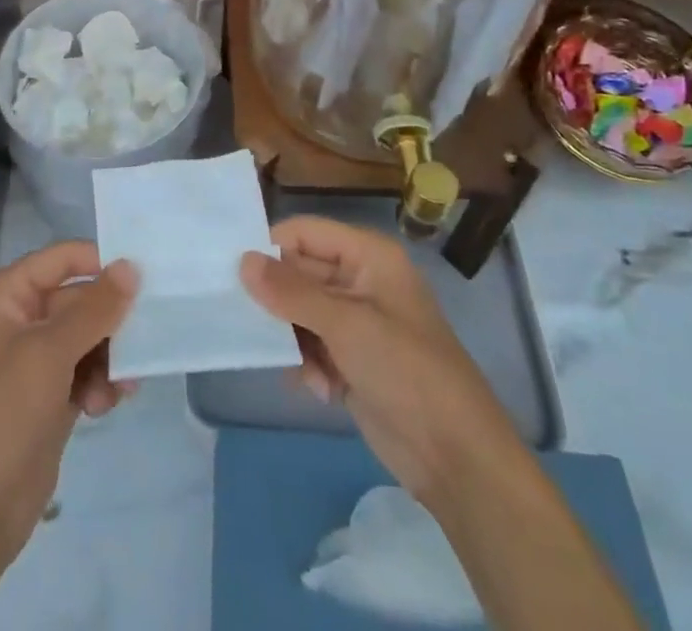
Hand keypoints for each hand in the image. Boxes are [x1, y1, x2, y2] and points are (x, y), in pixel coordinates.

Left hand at [0, 242, 137, 570]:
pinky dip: (101, 383)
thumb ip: (94, 308)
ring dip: (108, 357)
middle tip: (143, 335)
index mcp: (6, 297)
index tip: (140, 276)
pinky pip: (86, 373)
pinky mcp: (49, 400)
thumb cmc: (3, 413)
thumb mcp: (49, 352)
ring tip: (120, 385)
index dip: (98, 262)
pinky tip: (105, 404)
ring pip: (87, 339)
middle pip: (78, 300)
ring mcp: (34, 364)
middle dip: (110, 321)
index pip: (60, 260)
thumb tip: (130, 266)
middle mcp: (19, 322)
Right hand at [240, 216, 515, 501]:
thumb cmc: (406, 371)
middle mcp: (360, 280)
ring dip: (294, 339)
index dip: (271, 248)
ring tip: (301, 367)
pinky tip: (318, 389)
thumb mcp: (345, 325)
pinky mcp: (353, 359)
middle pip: (300, 272)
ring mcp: (357, 322)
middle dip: (279, 301)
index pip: (305, 233)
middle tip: (247, 322)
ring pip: (301, 312)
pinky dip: (309, 364)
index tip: (235, 274)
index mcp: (368, 256)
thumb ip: (291, 292)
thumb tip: (242, 260)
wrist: (457, 458)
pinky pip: (312, 345)